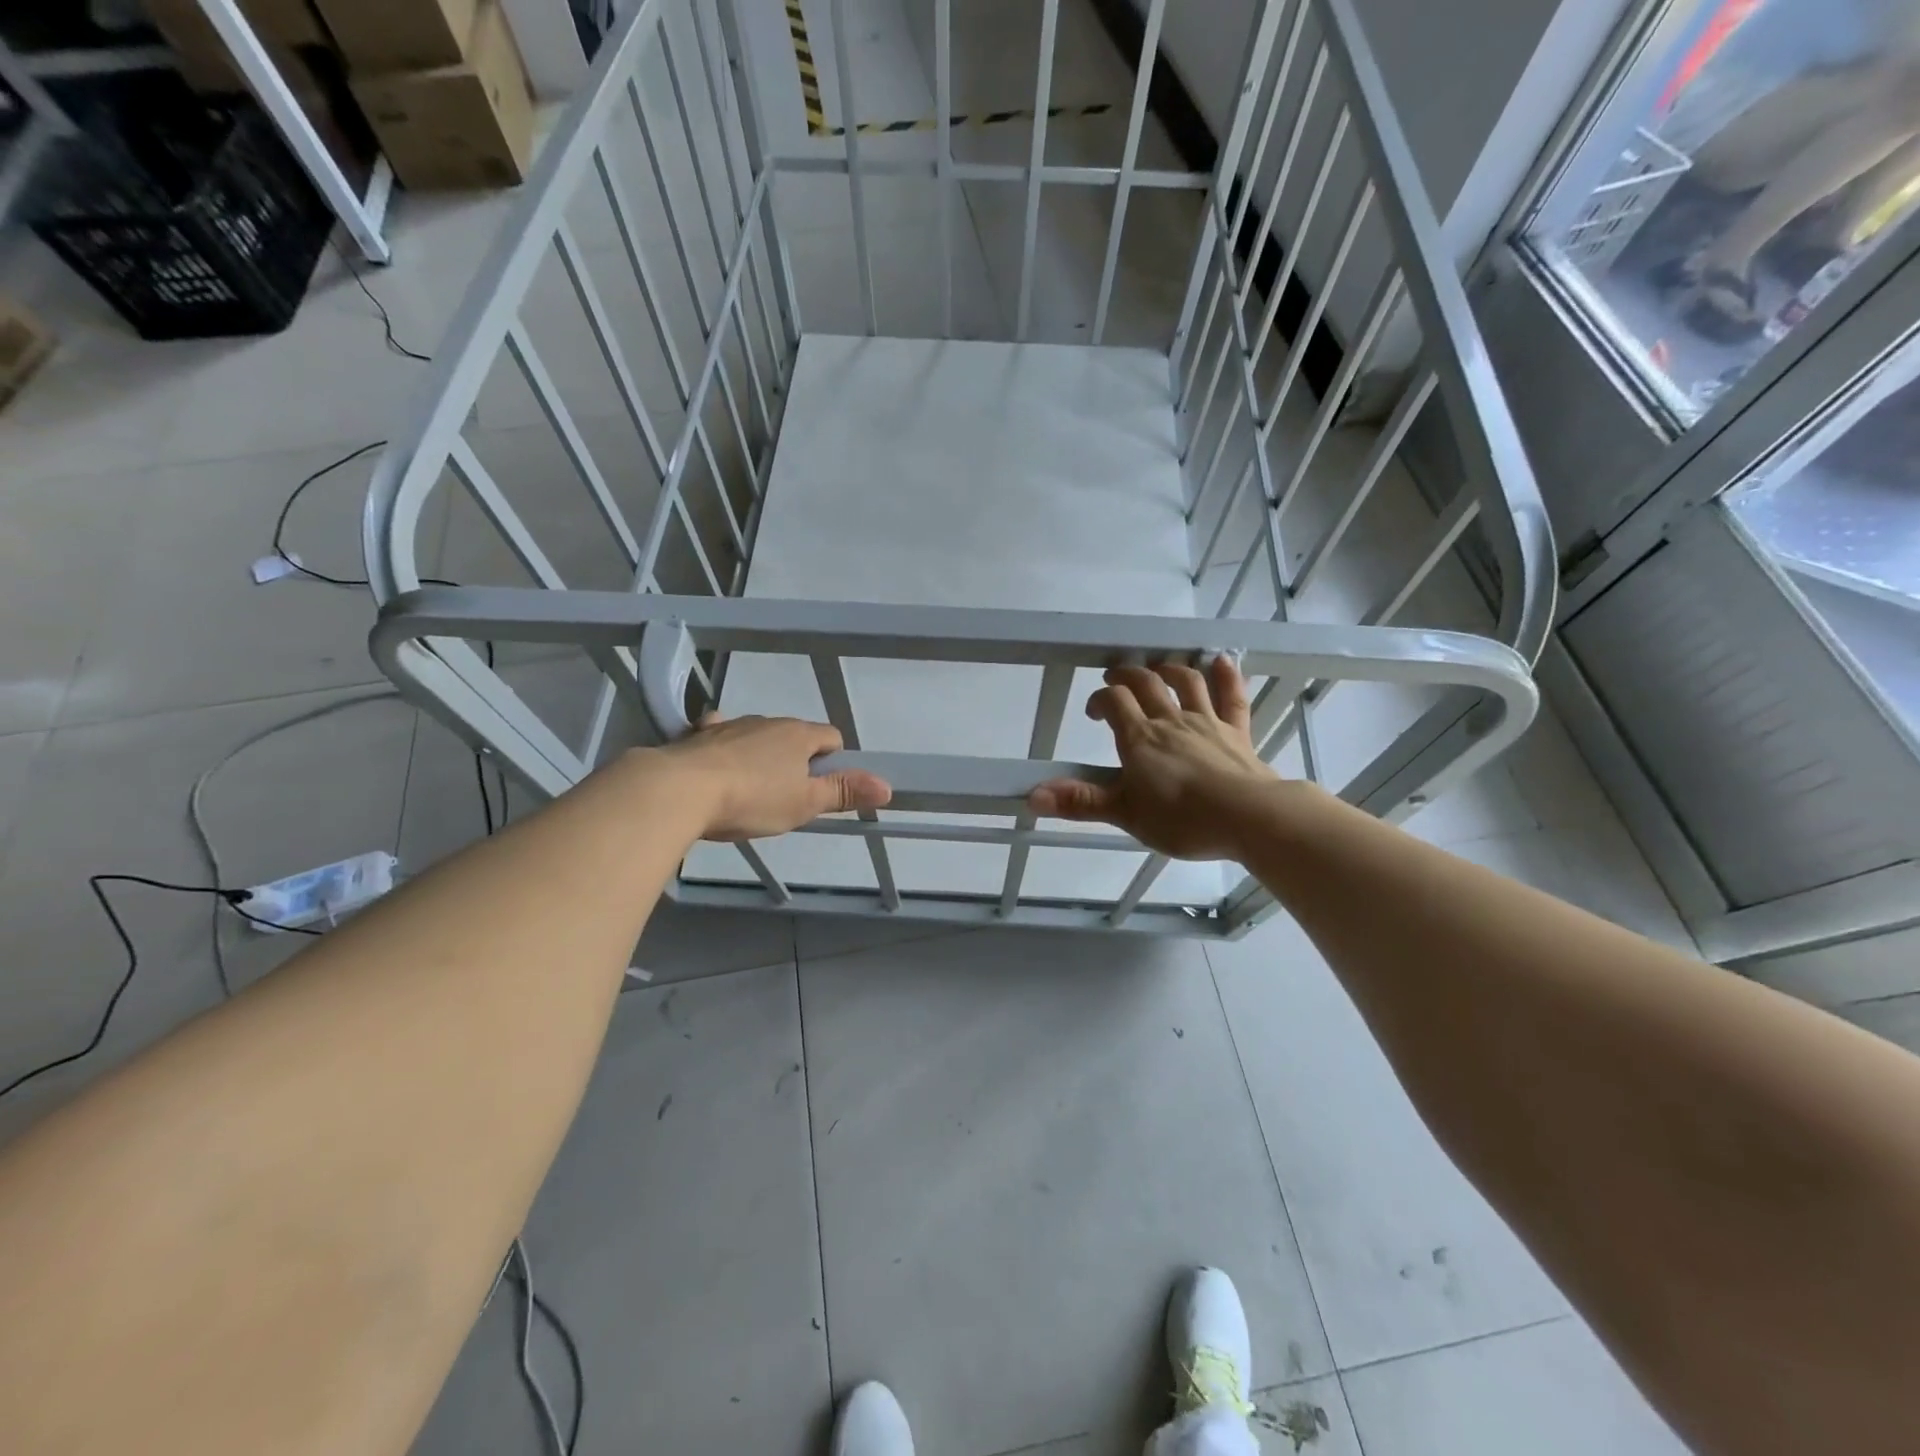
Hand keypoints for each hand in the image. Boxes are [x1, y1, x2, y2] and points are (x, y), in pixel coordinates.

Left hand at [656, 714, 891, 841]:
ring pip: (756, 736)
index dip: (833, 761)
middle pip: (793, 736)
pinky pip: (717, 735)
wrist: (678, 790)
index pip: (831, 737)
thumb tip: (888, 785)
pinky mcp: (697, 736)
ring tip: (749, 790)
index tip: (823, 788)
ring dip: (760, 755)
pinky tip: (715, 767)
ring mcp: (729, 725)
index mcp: (798, 734)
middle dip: (796, 761)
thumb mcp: (804, 803)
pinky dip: (722, 747)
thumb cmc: (752, 798)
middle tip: (787, 797)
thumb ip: (844, 793)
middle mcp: (767, 722)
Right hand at [1029, 658, 1279, 861]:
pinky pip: (1232, 698)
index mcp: (1140, 739)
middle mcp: (1171, 721)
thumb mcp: (1124, 814)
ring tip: (1159, 667)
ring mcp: (1207, 723)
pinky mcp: (1237, 733)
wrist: (1247, 817)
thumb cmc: (1181, 818)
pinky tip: (1223, 661)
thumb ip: (1080, 802)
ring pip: (1187, 683)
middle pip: (1146, 684)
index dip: (1100, 700)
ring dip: (1170, 669)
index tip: (1093, 713)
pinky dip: (1227, 677)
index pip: (1114, 702)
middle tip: (1116, 675)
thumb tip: (1032, 796)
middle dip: (1128, 675)